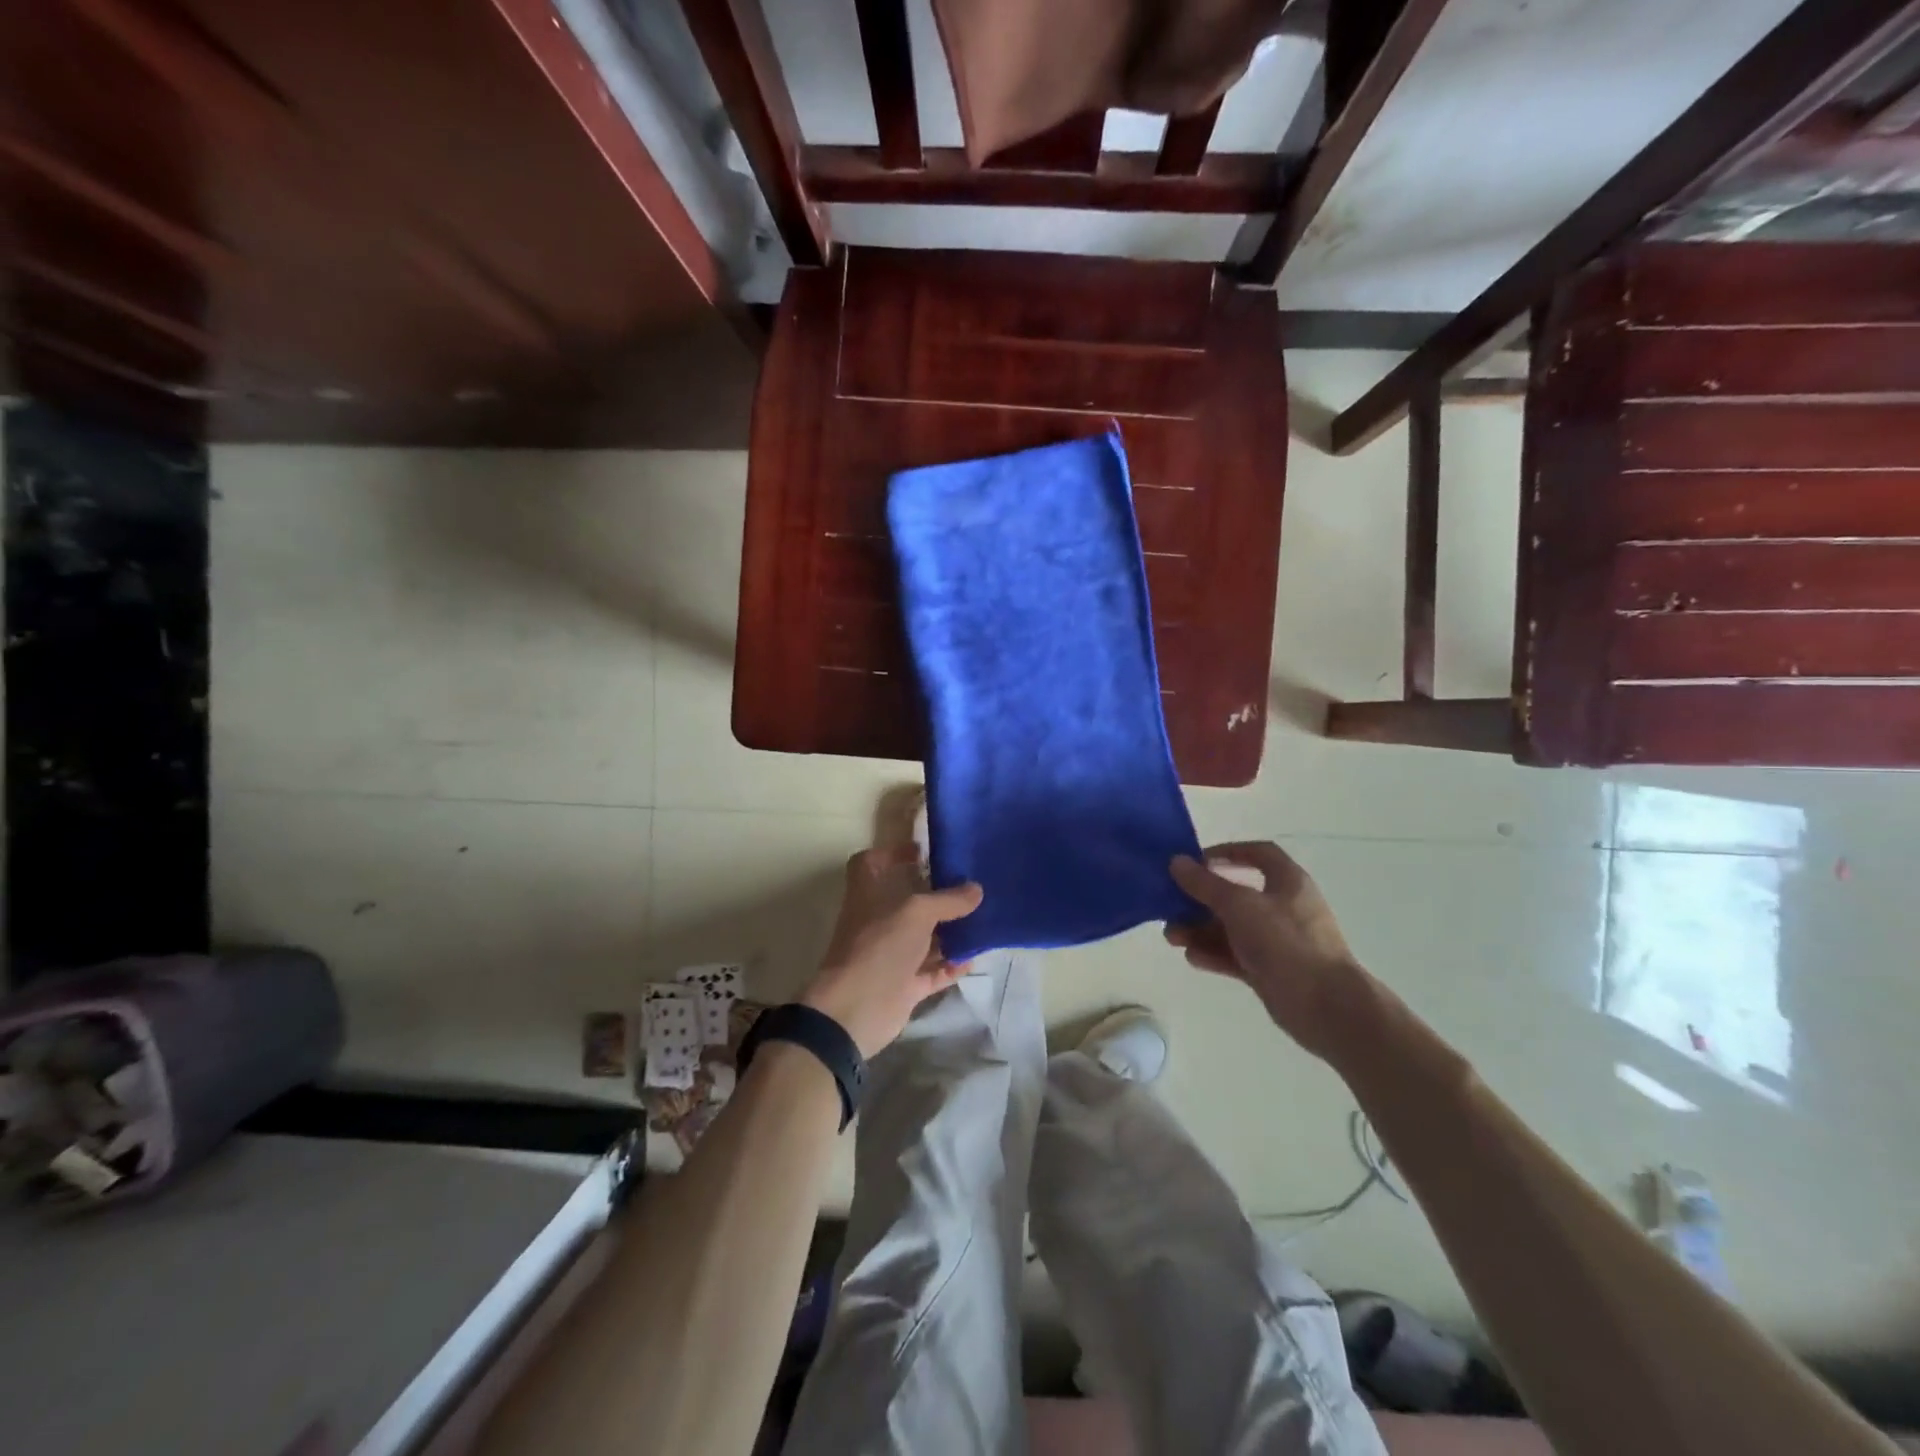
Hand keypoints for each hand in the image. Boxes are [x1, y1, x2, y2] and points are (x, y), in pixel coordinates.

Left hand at [801, 845, 983, 1057]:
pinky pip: (932, 971)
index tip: (922, 852)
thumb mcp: (917, 912)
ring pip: (923, 938)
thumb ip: (948, 900)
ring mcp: (890, 954)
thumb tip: (976, 890)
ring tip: (982, 920)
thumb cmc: (880, 945)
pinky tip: (974, 958)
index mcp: (869, 894)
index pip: (871, 863)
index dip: (892, 853)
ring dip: (949, 931)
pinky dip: (951, 965)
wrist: (855, 1009)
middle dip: (935, 894)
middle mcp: (878, 921)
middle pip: (906, 901)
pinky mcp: (903, 985)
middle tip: (969, 886)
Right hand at [1167, 841, 1370, 1059]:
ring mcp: (1277, 941)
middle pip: (1236, 894)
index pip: (1258, 854)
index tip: (1196, 861)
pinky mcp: (1270, 970)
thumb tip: (1177, 862)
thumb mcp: (1239, 905)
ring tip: (1173, 938)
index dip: (1228, 852)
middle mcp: (1283, 907)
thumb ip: (1205, 884)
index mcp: (1287, 882)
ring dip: (1200, 929)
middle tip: (1172, 906)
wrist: (1325, 1006)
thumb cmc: (1285, 942)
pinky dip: (1214, 954)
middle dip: (1201, 900)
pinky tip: (1192, 958)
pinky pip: (1235, 955)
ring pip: (1231, 928)